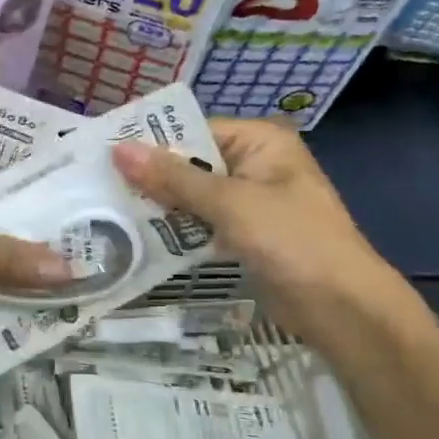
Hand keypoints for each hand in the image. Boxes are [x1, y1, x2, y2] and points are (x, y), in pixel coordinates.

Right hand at [111, 118, 422, 344]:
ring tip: (107, 210)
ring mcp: (250, 202)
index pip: (194, 131)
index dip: (151, 143)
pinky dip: (176, 230)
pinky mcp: (244, 235)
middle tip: (97, 185)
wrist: (342, 308)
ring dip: (159, 206)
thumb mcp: (229, 203)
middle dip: (151, 177)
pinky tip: (139, 236)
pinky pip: (201, 223)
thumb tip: (118, 149)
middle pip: (190, 163)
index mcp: (260, 141)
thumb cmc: (291, 240)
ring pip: (192, 196)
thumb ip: (173, 178)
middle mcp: (254, 164)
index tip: (104, 155)